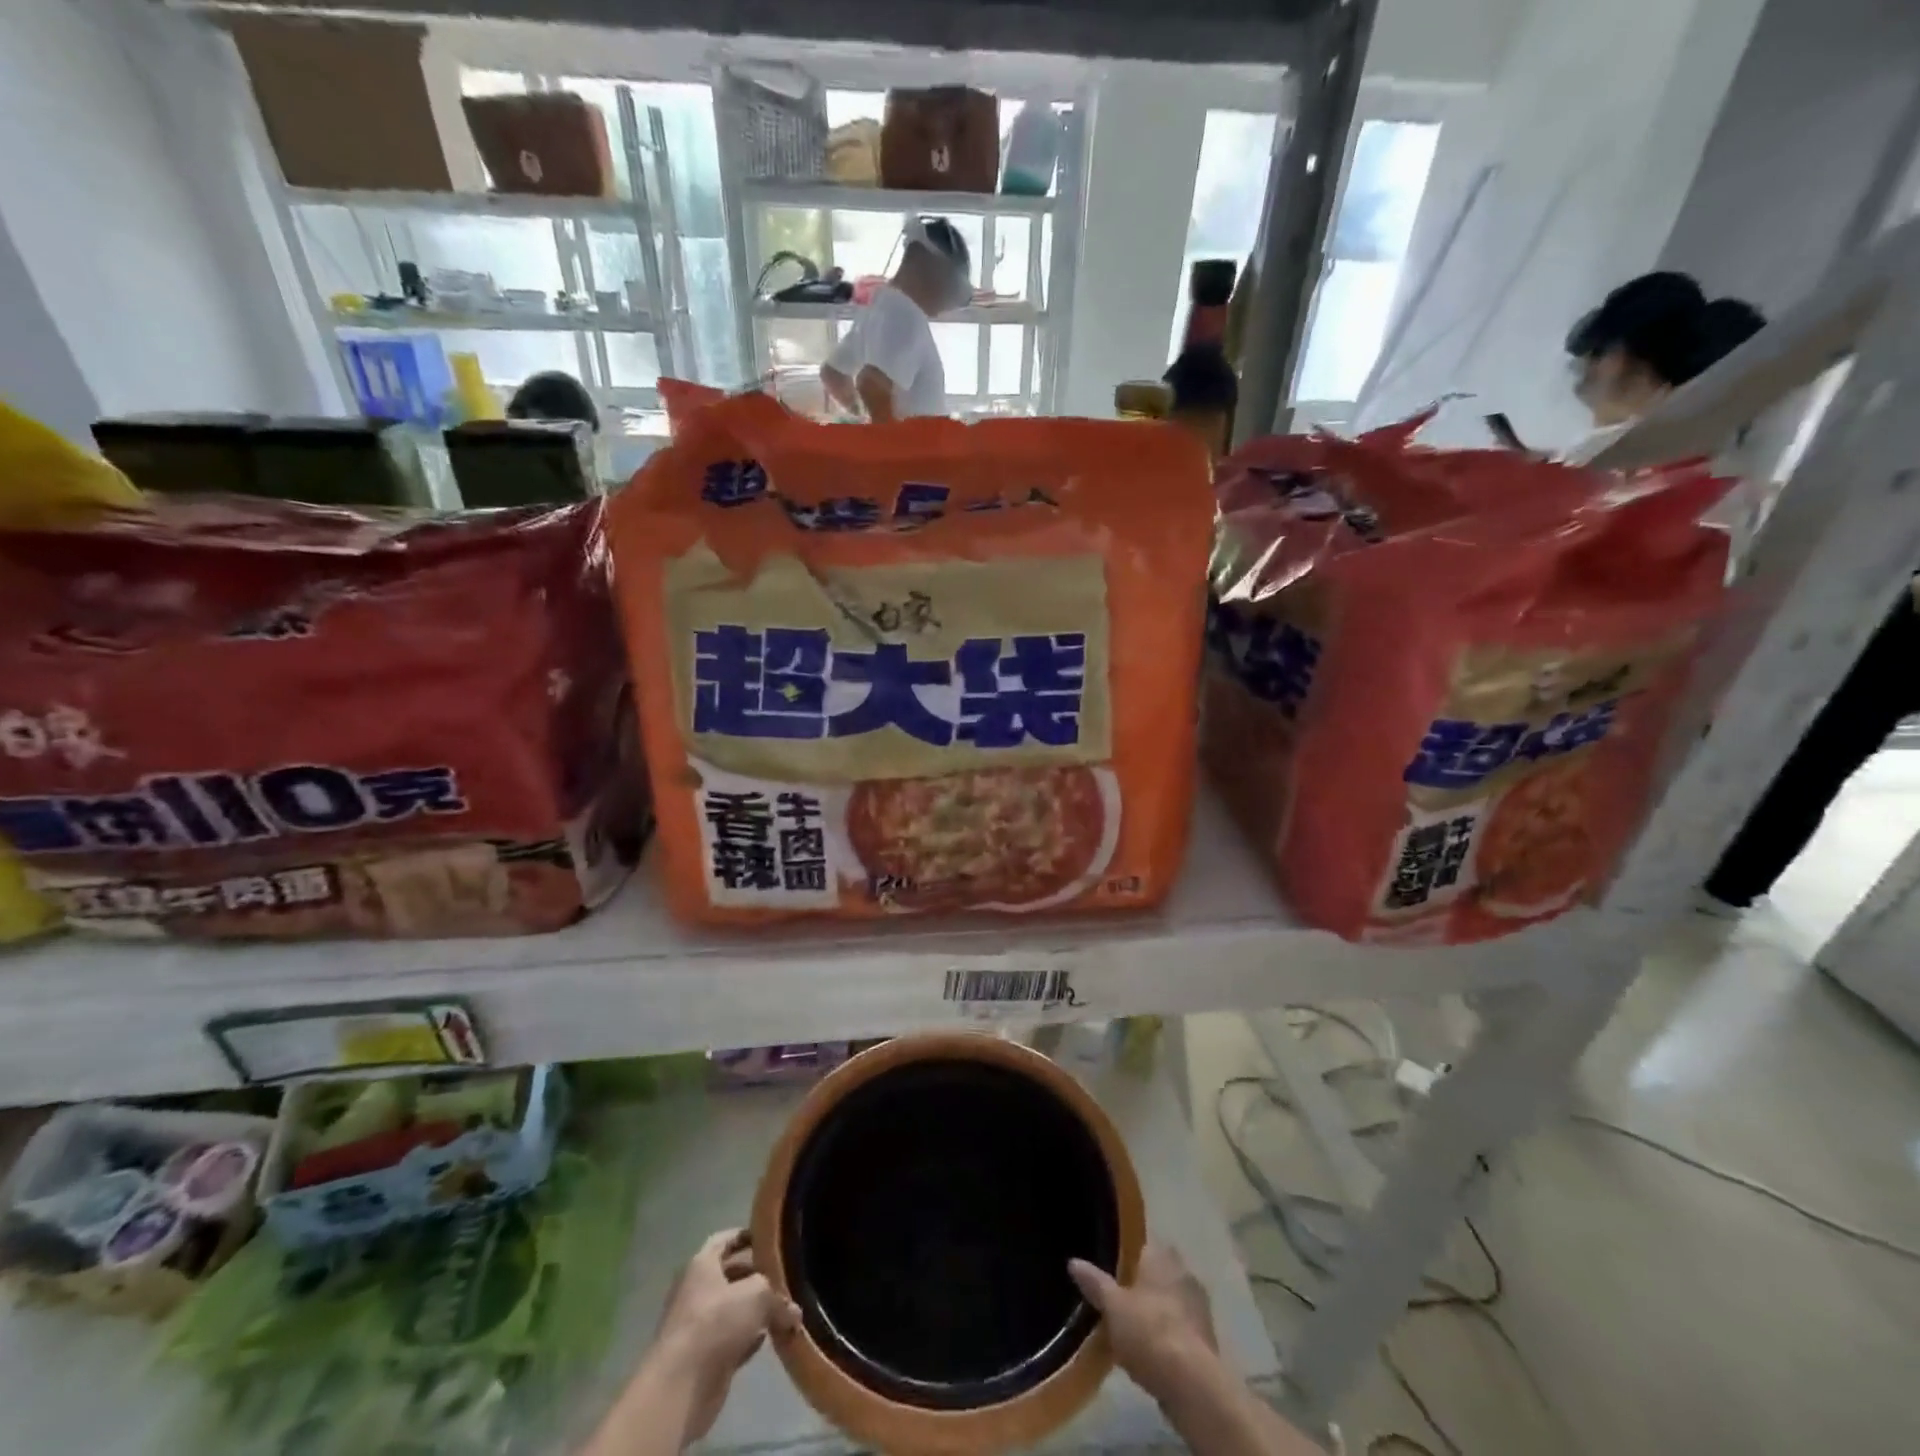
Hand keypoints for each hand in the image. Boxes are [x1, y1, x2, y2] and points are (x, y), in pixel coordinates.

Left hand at [652, 1229, 798, 1441]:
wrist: (680, 1388)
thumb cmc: (716, 1323)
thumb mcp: (757, 1295)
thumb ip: (778, 1298)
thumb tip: (794, 1313)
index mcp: (701, 1264)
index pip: (726, 1240)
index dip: (747, 1236)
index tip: (771, 1239)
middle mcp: (696, 1291)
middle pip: (731, 1276)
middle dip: (758, 1277)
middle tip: (786, 1278)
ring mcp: (698, 1326)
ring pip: (734, 1310)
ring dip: (756, 1312)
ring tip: (785, 1310)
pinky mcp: (703, 1358)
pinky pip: (732, 1340)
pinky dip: (749, 1340)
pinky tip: (769, 1340)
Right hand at [1069, 1242, 1218, 1403]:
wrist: (1192, 1384)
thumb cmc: (1149, 1331)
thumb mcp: (1112, 1306)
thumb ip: (1095, 1282)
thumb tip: (1073, 1261)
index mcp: (1161, 1255)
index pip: (1142, 1244)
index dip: (1126, 1255)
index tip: (1111, 1268)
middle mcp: (1183, 1272)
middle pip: (1157, 1272)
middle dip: (1142, 1284)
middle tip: (1118, 1299)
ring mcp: (1199, 1306)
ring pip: (1170, 1300)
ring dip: (1157, 1311)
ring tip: (1132, 1328)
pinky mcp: (1207, 1338)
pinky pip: (1180, 1327)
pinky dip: (1168, 1334)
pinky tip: (1152, 1351)